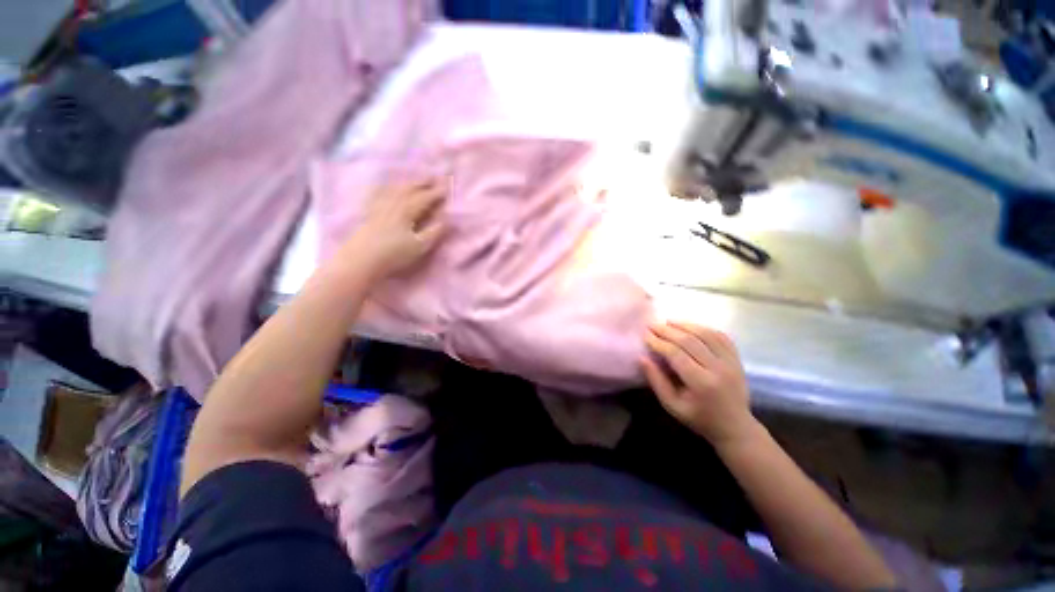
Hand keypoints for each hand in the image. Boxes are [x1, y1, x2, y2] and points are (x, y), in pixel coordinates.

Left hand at [339, 178, 446, 279]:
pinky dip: (386, 188)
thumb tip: (446, 219)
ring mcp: (379, 206)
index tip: (447, 187)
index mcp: (407, 211)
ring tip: (415, 181)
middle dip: (422, 183)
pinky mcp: (370, 213)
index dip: (436, 193)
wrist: (362, 259)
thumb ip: (434, 231)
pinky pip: (379, 194)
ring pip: (395, 189)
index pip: (425, 198)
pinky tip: (386, 188)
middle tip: (433, 178)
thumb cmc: (394, 254)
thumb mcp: (420, 246)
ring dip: (407, 184)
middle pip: (409, 189)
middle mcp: (393, 204)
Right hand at [641, 322, 758, 446]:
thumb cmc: (699, 418)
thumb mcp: (672, 405)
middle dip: (668, 331)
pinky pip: (721, 337)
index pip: (676, 354)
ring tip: (668, 322)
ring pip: (706, 334)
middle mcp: (718, 369)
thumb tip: (641, 358)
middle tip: (652, 325)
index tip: (646, 335)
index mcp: (702, 383)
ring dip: (685, 325)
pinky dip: (704, 328)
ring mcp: (731, 362)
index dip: (659, 342)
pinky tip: (690, 326)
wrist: (735, 427)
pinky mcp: (737, 359)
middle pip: (690, 341)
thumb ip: (656, 381)